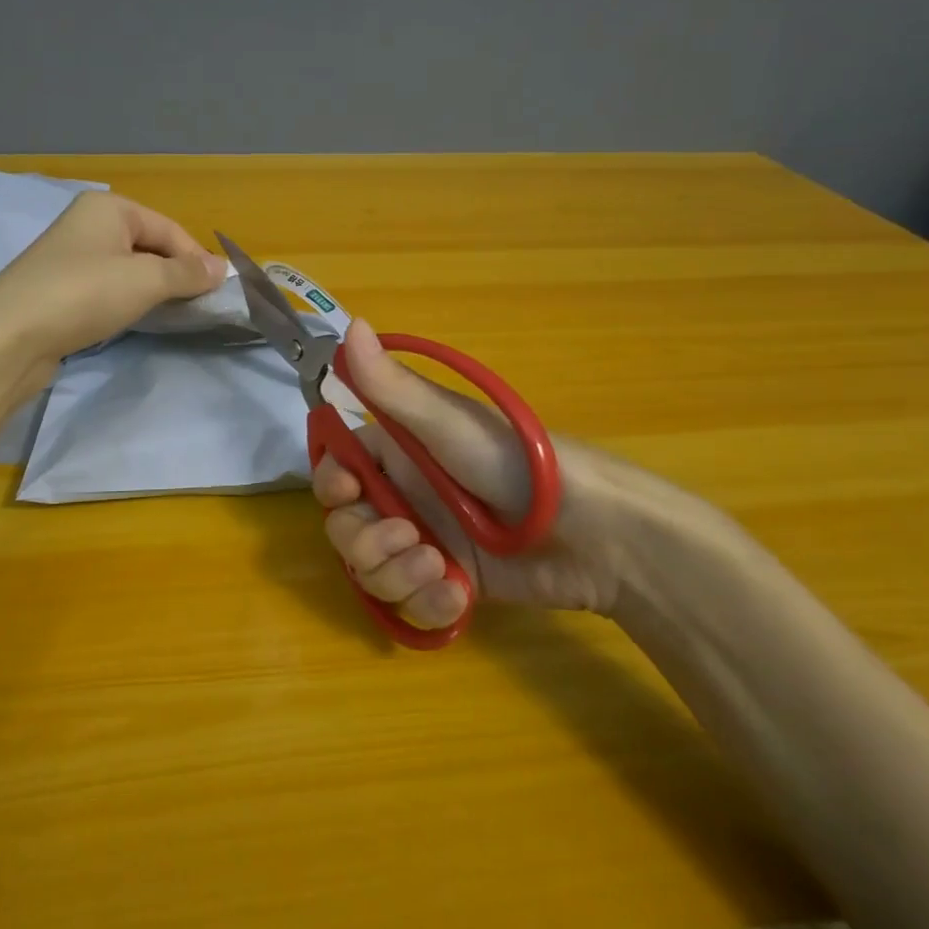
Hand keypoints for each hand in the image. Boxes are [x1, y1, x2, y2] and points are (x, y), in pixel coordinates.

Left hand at [0, 192, 223, 381]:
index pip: (170, 229)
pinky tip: (132, 319)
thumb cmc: (83, 295)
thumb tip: (222, 268)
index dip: (196, 259)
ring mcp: (71, 256)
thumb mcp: (145, 280)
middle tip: (195, 306)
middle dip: (174, 274)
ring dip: (151, 289)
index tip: (216, 293)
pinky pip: (107, 287)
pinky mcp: (60, 288)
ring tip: (169, 314)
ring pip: (128, 269)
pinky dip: (126, 301)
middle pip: (149, 245)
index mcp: (109, 207)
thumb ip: (187, 273)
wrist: (9, 337)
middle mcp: (88, 223)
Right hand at [314, 321, 712, 628]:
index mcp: (396, 453)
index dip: (332, 486)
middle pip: (346, 528)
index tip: (350, 493)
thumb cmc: (517, 463)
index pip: (337, 470)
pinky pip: (410, 606)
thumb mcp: (447, 424)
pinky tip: (458, 596)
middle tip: (410, 540)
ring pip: (373, 573)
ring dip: (397, 577)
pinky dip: (428, 606)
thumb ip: (391, 385)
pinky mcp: (449, 584)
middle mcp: (403, 497)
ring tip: (441, 570)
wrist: (596, 532)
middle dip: (366, 544)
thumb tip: (348, 322)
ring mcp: (425, 543)